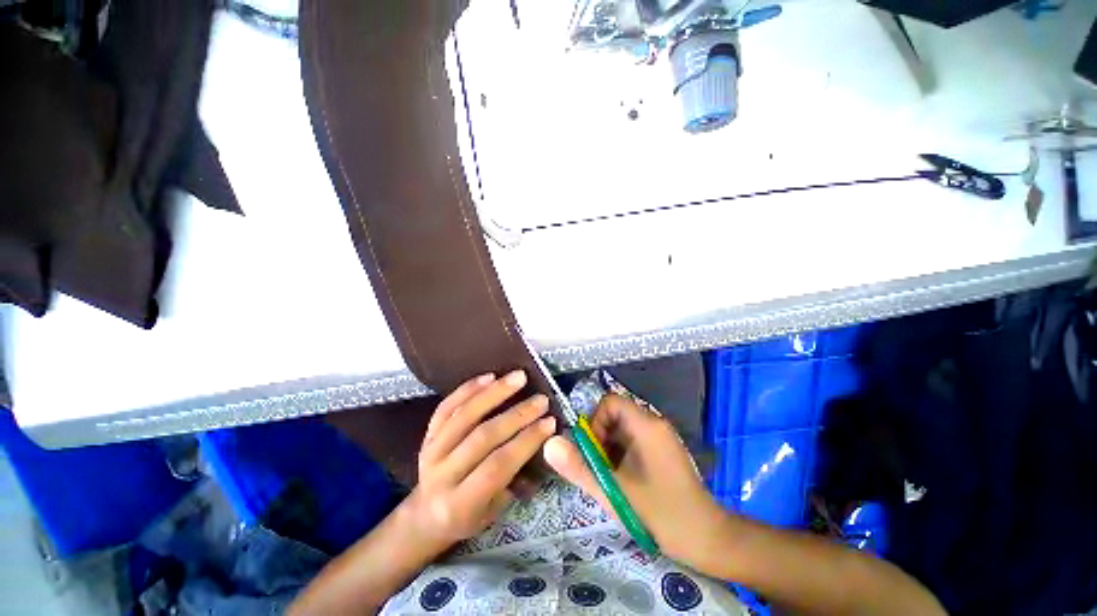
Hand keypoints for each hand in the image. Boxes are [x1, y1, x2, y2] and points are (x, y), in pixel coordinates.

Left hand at [404, 370, 556, 554]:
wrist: (426, 514)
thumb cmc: (468, 516)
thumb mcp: (494, 511)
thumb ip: (514, 477)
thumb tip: (540, 440)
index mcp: (459, 504)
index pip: (497, 466)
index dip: (525, 441)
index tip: (550, 422)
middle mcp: (441, 475)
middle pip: (482, 437)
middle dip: (517, 415)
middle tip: (541, 400)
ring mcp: (430, 451)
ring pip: (464, 415)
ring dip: (495, 393)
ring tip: (518, 377)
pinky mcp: (426, 434)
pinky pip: (446, 406)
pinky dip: (468, 389)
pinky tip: (489, 376)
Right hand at [544, 393, 726, 570]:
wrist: (708, 540)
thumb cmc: (661, 514)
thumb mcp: (613, 491)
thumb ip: (579, 467)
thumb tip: (549, 444)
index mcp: (646, 425)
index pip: (610, 402)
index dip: (595, 421)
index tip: (594, 452)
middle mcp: (654, 424)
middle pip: (615, 415)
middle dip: (601, 439)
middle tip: (601, 470)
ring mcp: (660, 438)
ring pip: (623, 430)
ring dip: (610, 450)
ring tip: (612, 480)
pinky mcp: (663, 451)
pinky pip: (633, 442)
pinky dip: (621, 456)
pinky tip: (625, 482)